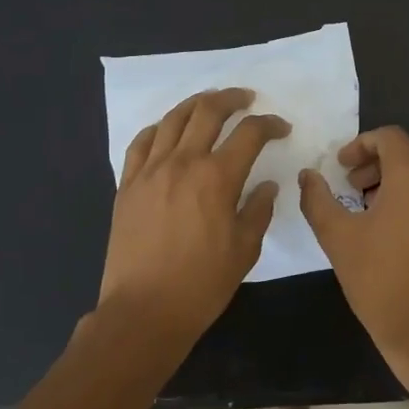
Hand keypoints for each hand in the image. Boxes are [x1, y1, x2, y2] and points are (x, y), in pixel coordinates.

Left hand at [97, 88, 287, 358]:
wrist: (144, 310)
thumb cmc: (202, 284)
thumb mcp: (245, 249)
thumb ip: (258, 210)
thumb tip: (266, 186)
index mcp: (217, 178)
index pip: (249, 133)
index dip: (269, 124)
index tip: (281, 128)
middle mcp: (182, 163)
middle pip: (208, 112)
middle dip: (232, 99)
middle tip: (247, 99)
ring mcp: (150, 171)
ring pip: (173, 119)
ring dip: (196, 104)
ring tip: (210, 102)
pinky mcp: (127, 185)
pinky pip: (142, 142)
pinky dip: (159, 127)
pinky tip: (168, 129)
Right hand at [298, 127, 408, 387]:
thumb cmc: (380, 281)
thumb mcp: (337, 238)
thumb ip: (317, 198)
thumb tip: (308, 176)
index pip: (390, 137)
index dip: (360, 145)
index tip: (341, 168)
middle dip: (378, 163)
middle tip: (352, 188)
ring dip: (396, 182)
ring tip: (370, 212)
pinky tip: (395, 234)